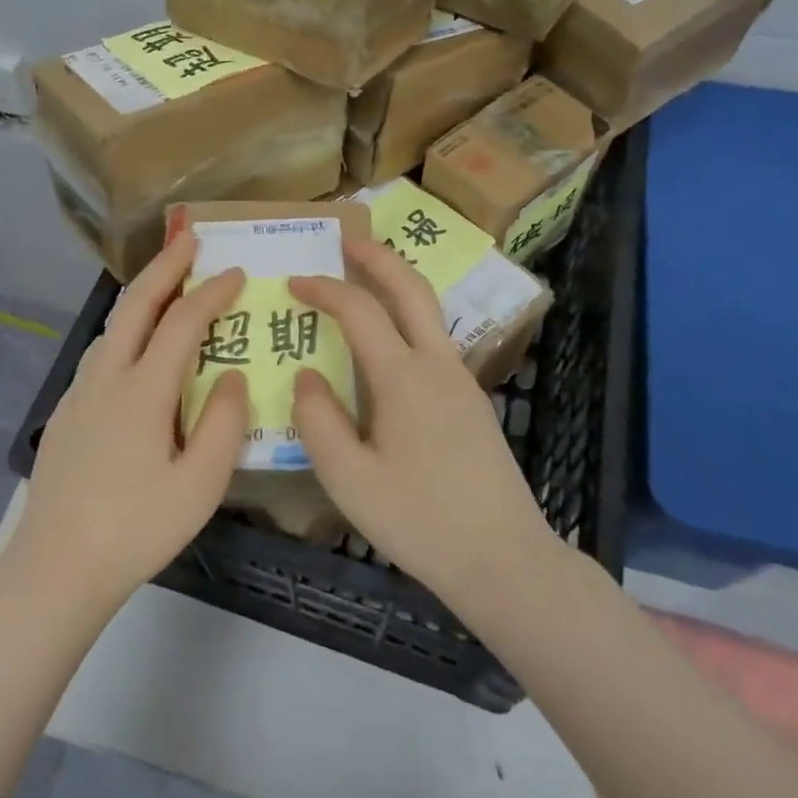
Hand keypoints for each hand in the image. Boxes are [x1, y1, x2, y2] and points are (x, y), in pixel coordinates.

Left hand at [8, 232, 248, 610]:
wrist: (56, 566)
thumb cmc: (136, 528)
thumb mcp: (199, 485)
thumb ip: (223, 423)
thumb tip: (231, 375)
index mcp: (142, 390)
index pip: (181, 323)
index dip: (212, 293)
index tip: (238, 272)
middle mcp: (107, 377)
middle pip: (136, 304)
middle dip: (165, 266)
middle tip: (189, 238)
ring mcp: (80, 392)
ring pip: (113, 325)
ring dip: (142, 294)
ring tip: (167, 282)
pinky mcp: (67, 411)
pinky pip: (102, 350)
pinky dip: (126, 326)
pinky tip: (135, 343)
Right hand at [289, 237, 553, 607]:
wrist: (504, 559)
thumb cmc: (420, 521)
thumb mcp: (349, 480)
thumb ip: (318, 420)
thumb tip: (307, 376)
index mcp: (404, 378)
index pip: (360, 310)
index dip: (324, 288)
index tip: (294, 282)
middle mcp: (438, 365)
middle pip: (411, 288)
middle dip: (378, 256)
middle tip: (347, 238)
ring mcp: (462, 381)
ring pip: (429, 311)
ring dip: (397, 283)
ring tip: (366, 278)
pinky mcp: (473, 402)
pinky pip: (434, 340)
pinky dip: (408, 318)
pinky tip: (389, 344)